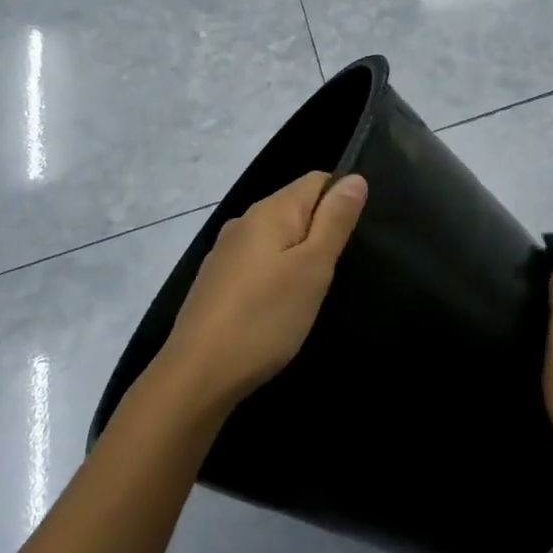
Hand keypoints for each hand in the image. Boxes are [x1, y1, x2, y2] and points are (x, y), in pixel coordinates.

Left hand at [156, 171, 367, 408]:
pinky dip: (276, 274)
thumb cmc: (265, 318)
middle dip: (322, 230)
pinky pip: (258, 261)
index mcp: (269, 211)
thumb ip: (335, 220)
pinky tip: (280, 306)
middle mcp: (244, 221)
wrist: (197, 376)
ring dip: (299, 254)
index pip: (317, 180)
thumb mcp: (313, 268)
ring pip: (277, 237)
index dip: (341, 200)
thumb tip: (355, 177)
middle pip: (296, 207)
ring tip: (313, 291)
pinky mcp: (216, 281)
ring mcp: (225, 252)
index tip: (353, 240)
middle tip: (337, 271)